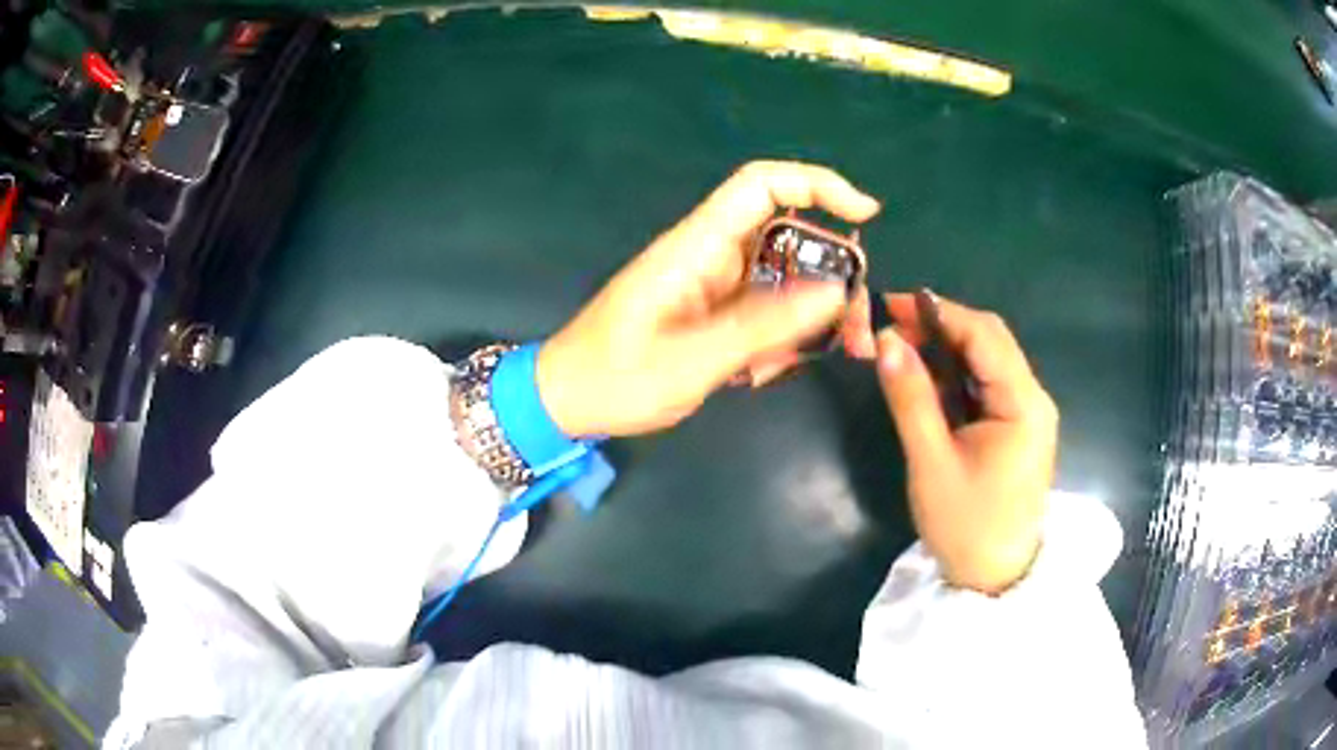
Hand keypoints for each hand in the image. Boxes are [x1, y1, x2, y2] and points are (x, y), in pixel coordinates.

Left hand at [536, 161, 880, 436]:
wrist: (566, 401)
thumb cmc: (615, 379)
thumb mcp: (693, 360)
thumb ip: (763, 326)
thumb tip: (833, 292)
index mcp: (696, 247)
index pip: (761, 185)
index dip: (816, 185)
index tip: (865, 215)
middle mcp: (709, 255)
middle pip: (788, 236)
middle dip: (829, 275)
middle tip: (852, 329)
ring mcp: (712, 284)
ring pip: (782, 279)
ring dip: (805, 317)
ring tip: (793, 365)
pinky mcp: (711, 311)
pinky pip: (763, 310)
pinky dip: (777, 337)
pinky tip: (761, 373)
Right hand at [864, 294, 1057, 593]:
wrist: (996, 578)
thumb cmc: (966, 526)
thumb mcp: (932, 462)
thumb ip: (911, 398)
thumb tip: (886, 340)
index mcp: (1023, 404)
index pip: (985, 335)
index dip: (940, 312)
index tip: (892, 304)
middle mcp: (1034, 399)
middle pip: (992, 341)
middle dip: (944, 325)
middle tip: (893, 326)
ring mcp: (1029, 414)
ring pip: (990, 360)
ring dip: (949, 347)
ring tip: (905, 345)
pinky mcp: (1019, 428)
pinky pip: (989, 384)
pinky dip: (959, 373)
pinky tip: (932, 377)